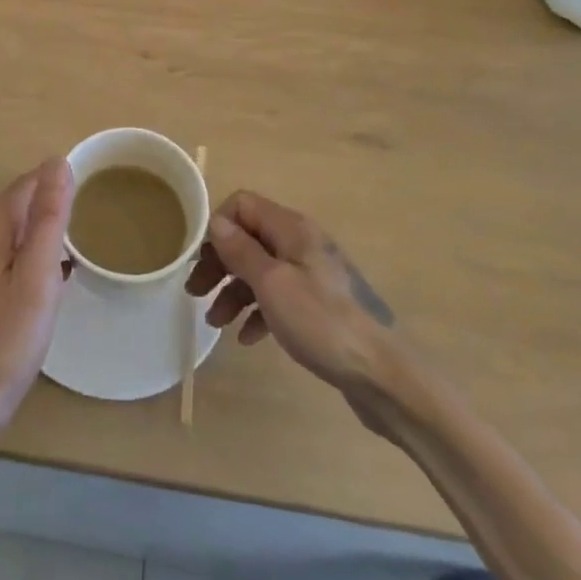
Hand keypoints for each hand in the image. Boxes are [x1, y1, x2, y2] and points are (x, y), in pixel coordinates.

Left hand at [0, 158, 72, 451]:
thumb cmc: (5, 341)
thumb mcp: (38, 277)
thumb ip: (49, 218)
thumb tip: (58, 162)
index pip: (27, 185)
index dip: (58, 184)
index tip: (92, 195)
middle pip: (17, 207)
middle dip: (51, 209)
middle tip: (89, 225)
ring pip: (11, 234)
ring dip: (41, 236)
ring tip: (75, 252)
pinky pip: (4, 258)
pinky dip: (28, 259)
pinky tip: (47, 281)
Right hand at [186, 191, 395, 399]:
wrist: (384, 375)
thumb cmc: (322, 322)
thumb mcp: (272, 284)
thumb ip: (241, 250)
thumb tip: (216, 222)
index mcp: (291, 228)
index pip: (242, 204)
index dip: (217, 226)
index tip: (199, 259)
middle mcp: (301, 243)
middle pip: (249, 237)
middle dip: (220, 262)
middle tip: (196, 292)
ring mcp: (312, 274)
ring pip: (261, 269)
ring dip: (234, 291)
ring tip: (216, 322)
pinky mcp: (319, 305)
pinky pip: (279, 297)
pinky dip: (258, 311)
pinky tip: (247, 337)